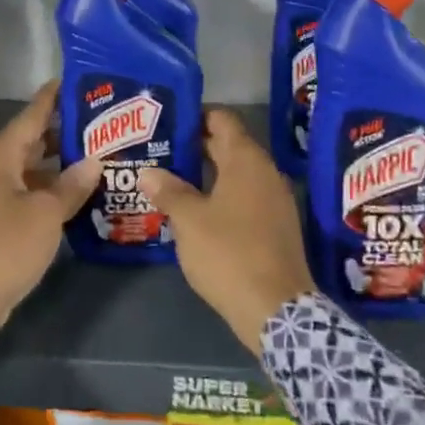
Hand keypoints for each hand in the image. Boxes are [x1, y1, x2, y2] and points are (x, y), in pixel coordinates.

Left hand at [0, 81, 98, 327]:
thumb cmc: (4, 245)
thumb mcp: (45, 214)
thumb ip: (71, 186)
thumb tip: (94, 162)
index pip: (32, 115)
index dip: (54, 97)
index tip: (79, 80)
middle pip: (33, 140)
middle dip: (66, 132)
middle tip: (104, 124)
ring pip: (33, 168)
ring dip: (62, 164)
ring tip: (101, 156)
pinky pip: (30, 192)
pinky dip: (52, 189)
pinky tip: (81, 193)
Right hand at [139, 110, 315, 353]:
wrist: (276, 308)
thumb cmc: (228, 253)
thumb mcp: (189, 220)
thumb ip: (168, 191)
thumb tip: (148, 171)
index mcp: (246, 160)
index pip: (222, 119)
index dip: (196, 115)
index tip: (168, 121)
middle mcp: (265, 172)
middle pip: (229, 145)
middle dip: (195, 146)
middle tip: (160, 150)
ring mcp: (275, 200)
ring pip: (236, 174)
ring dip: (207, 173)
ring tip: (171, 179)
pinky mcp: (276, 226)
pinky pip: (245, 197)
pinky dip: (221, 195)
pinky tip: (196, 211)